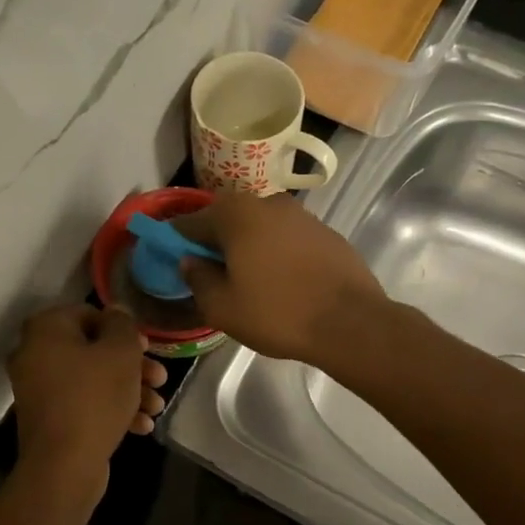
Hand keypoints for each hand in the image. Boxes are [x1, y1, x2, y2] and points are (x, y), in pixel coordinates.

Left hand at [7, 305, 168, 488]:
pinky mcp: (48, 419)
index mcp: (46, 330)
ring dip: (128, 389)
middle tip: (159, 377)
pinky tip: (141, 426)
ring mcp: (39, 389)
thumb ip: (122, 324)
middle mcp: (35, 354)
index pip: (90, 313)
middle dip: (132, 365)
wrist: (64, 466)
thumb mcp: (121, 353)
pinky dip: (111, 409)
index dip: (123, 329)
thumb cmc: (94, 398)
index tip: (146, 347)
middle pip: (93, 349)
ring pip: (92, 379)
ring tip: (157, 407)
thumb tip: (116, 312)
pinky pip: (83, 403)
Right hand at [177, 192, 388, 366]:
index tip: (173, 261)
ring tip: (247, 280)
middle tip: (210, 274)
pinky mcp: (325, 232)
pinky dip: (275, 251)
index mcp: (235, 214)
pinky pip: (286, 237)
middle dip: (214, 242)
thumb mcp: (222, 307)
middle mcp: (266, 202)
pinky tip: (280, 280)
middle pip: (226, 219)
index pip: (190, 222)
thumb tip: (190, 262)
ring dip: (247, 246)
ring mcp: (300, 215)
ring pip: (259, 226)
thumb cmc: (278, 313)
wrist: (351, 322)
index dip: (176, 242)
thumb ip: (198, 279)